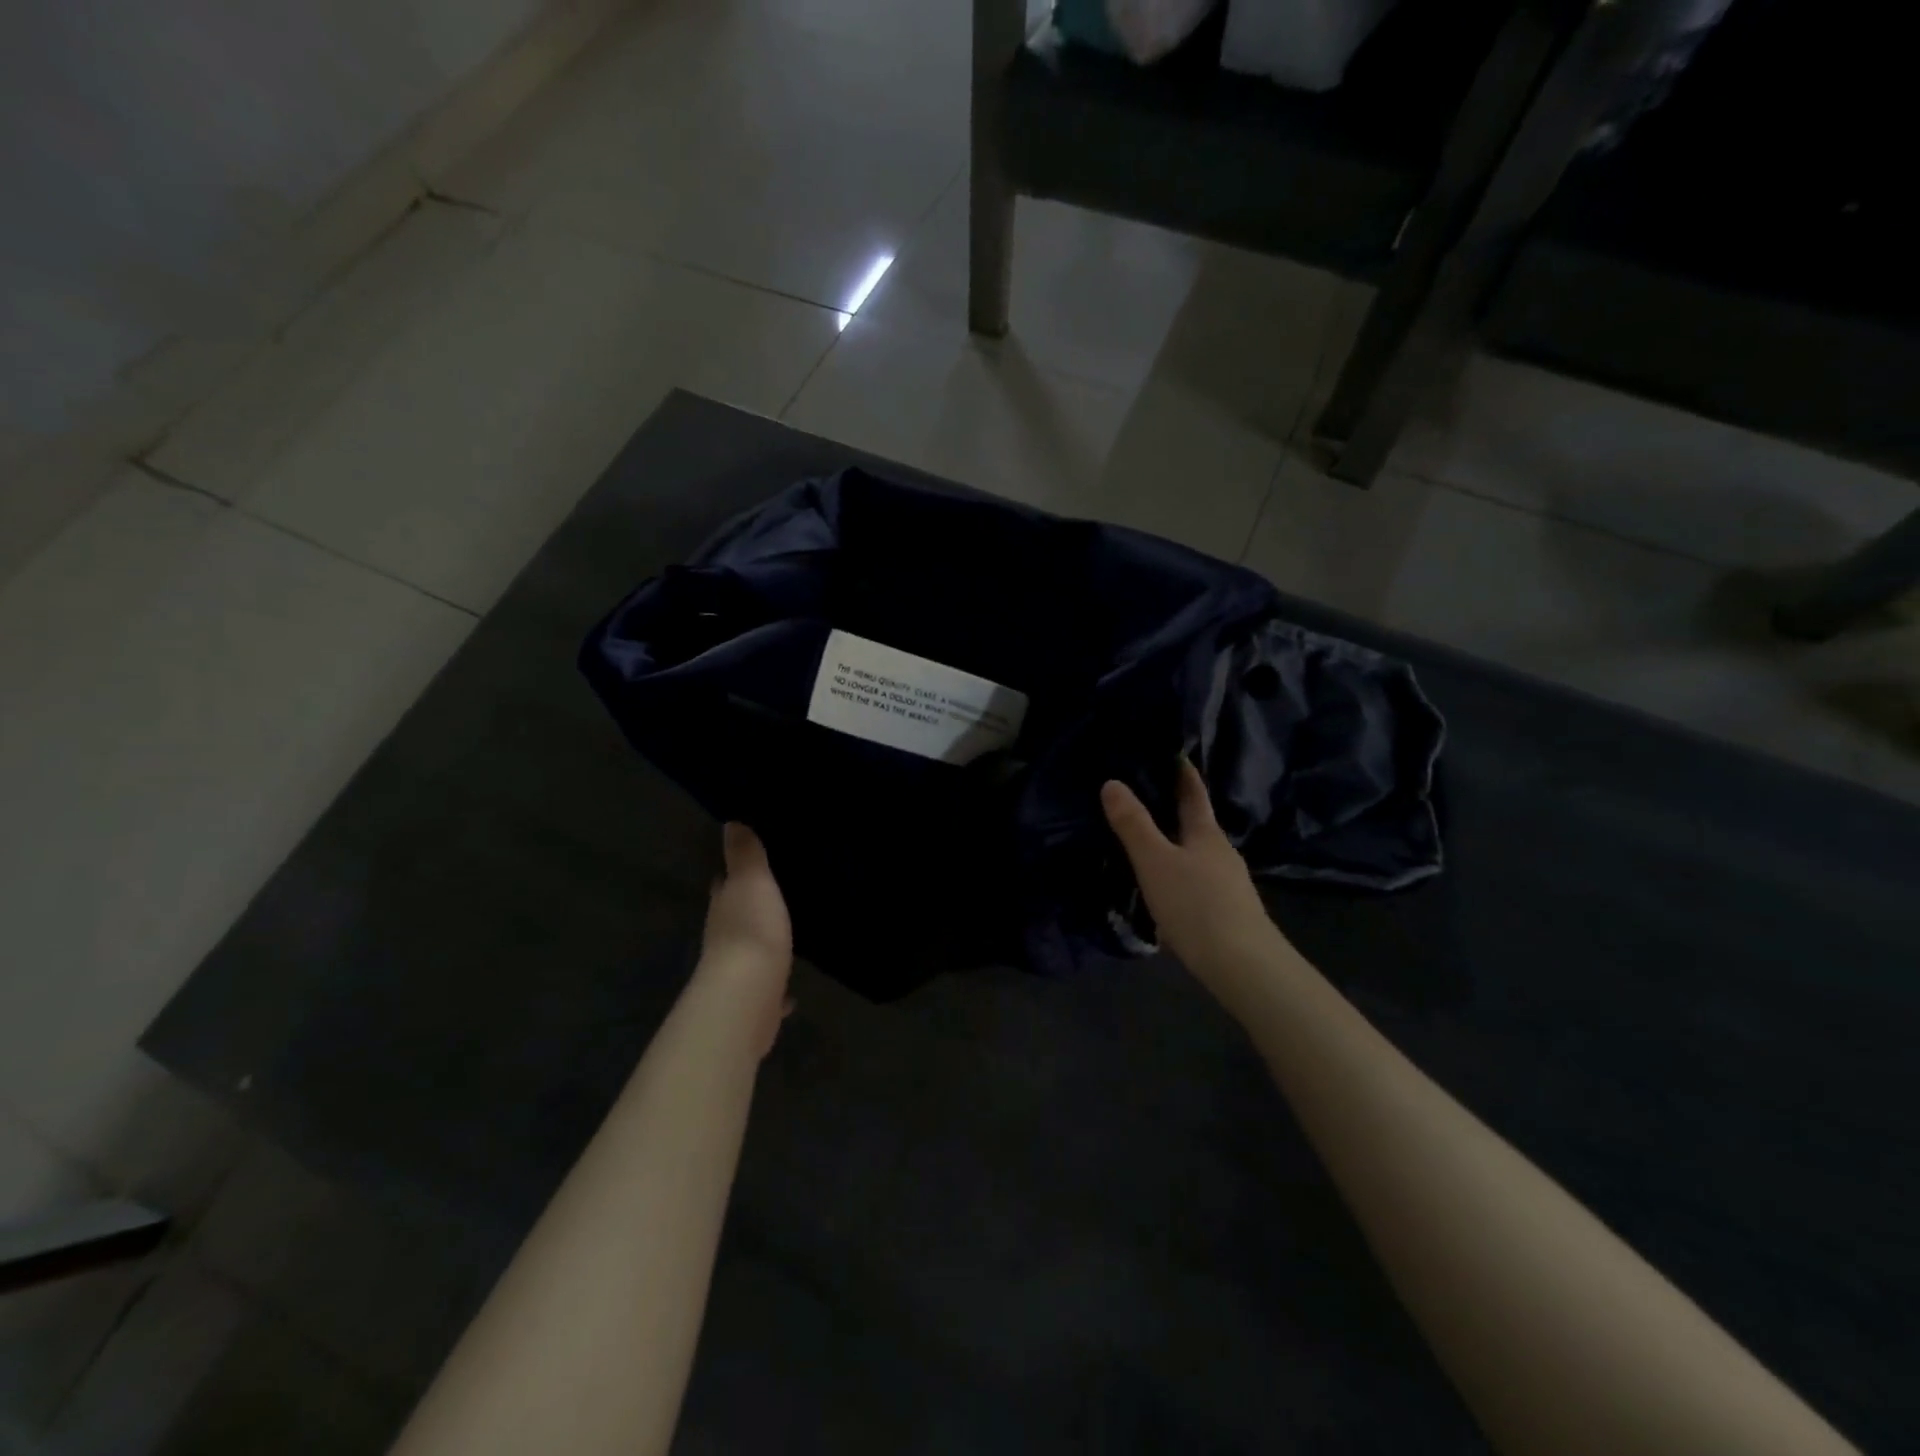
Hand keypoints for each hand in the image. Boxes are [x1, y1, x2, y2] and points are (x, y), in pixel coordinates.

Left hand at [699, 823, 793, 1053]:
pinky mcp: (753, 1002)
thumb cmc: (752, 927)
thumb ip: (745, 854)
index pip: (723, 886)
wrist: (749, 993)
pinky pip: (767, 991)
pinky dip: (775, 990)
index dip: (730, 876)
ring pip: (748, 954)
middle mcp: (723, 938)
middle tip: (769, 900)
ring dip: (760, 948)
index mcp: (724, 907)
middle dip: (745, 911)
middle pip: (733, 919)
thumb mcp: (753, 880)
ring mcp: (736, 972)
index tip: (744, 867)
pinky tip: (790, 994)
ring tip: (782, 939)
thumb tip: (730, 823)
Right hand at [1101, 759, 1288, 989]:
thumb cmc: (1196, 905)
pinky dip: (1182, 877)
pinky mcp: (1229, 913)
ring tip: (1151, 846)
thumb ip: (1133, 825)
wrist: (1244, 967)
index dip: (1184, 774)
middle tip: (1148, 798)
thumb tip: (1112, 783)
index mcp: (1206, 835)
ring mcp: (1230, 885)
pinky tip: (1168, 892)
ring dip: (1178, 848)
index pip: (1194, 794)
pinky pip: (1200, 884)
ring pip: (1199, 857)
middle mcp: (1222, 854)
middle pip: (1198, 825)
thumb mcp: (1155, 862)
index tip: (1176, 754)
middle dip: (1177, 812)